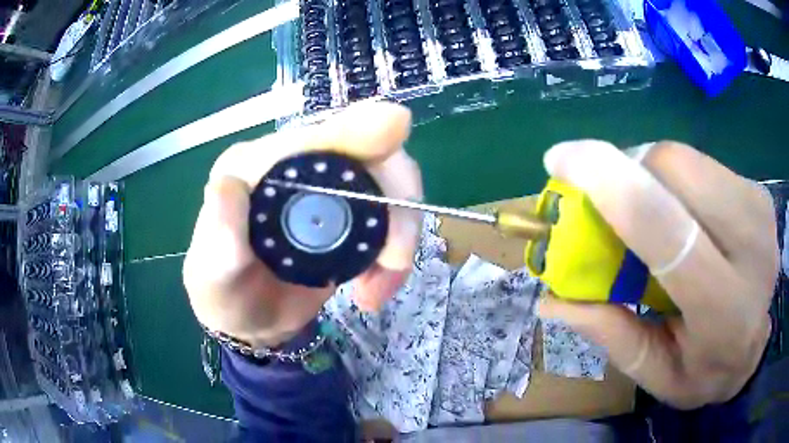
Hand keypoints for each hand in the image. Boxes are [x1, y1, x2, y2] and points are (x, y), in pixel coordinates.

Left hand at [183, 101, 422, 347]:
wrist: (247, 319)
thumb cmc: (223, 294)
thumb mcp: (214, 271)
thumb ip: (220, 231)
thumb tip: (230, 181)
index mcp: (259, 164)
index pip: (317, 135)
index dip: (359, 128)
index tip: (397, 127)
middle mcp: (297, 164)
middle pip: (370, 153)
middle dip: (396, 201)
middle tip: (393, 262)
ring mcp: (327, 188)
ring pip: (389, 185)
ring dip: (400, 236)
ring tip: (375, 292)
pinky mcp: (347, 216)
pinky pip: (390, 218)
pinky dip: (395, 256)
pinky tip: (373, 290)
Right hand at [537, 140, 778, 408]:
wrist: (754, 346)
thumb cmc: (706, 372)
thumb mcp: (655, 373)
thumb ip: (611, 335)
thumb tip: (550, 300)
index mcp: (723, 309)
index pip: (669, 232)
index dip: (612, 186)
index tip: (561, 158)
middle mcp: (751, 246)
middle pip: (676, 170)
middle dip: (629, 172)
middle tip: (611, 203)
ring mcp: (759, 208)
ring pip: (686, 158)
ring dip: (650, 172)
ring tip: (649, 211)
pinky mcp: (756, 189)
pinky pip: (700, 162)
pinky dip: (673, 176)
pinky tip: (679, 209)